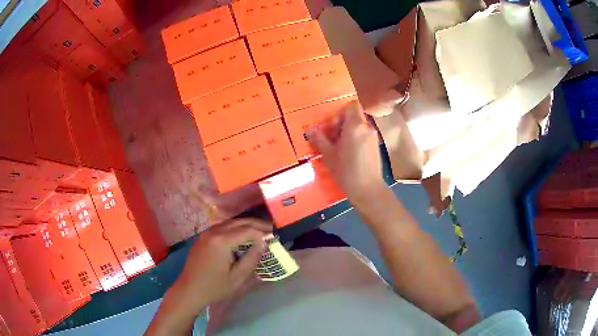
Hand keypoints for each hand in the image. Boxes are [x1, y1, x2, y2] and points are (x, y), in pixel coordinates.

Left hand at [175, 219, 271, 308]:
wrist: (189, 290)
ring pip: (230, 223)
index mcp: (221, 241)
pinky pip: (222, 228)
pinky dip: (235, 229)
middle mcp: (213, 232)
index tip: (273, 239)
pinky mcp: (203, 237)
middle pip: (239, 222)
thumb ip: (251, 259)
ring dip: (245, 225)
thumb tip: (262, 244)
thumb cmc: (214, 287)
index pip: (247, 231)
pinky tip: (242, 236)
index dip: (262, 233)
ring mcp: (206, 233)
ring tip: (259, 231)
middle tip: (271, 229)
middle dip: (256, 224)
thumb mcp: (237, 277)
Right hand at [306, 101, 385, 205]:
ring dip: (347, 132)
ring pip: (359, 126)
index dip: (339, 113)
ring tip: (338, 148)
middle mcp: (366, 127)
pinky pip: (363, 135)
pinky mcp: (376, 146)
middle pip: (354, 116)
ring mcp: (373, 137)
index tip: (331, 127)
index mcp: (355, 126)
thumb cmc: (346, 171)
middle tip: (331, 139)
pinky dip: (355, 139)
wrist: (368, 190)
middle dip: (341, 124)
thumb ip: (319, 140)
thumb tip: (310, 130)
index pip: (350, 106)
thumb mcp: (329, 155)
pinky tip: (348, 155)